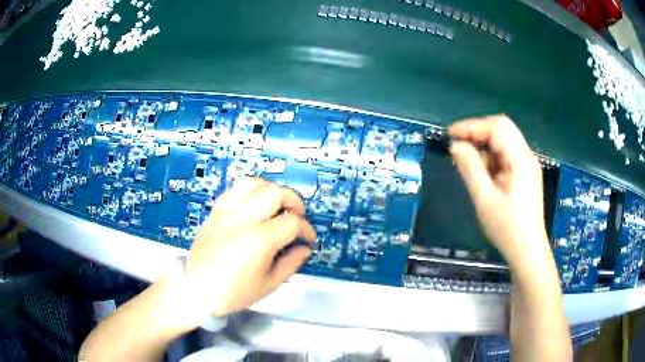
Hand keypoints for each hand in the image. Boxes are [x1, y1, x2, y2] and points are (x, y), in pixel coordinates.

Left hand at [185, 178, 316, 316]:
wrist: (196, 288)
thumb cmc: (232, 292)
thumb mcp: (269, 284)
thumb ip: (292, 263)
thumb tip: (304, 248)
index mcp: (259, 240)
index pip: (293, 222)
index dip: (306, 230)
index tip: (307, 238)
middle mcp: (243, 219)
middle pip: (277, 192)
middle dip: (294, 202)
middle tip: (297, 217)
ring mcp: (227, 211)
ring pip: (256, 183)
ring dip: (273, 191)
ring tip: (277, 206)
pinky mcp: (217, 209)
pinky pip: (237, 188)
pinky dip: (253, 190)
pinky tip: (256, 204)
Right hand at [448, 115, 548, 267]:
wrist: (527, 250)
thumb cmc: (506, 228)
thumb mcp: (484, 199)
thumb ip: (470, 168)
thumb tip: (456, 145)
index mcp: (520, 159)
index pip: (497, 128)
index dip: (472, 126)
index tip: (451, 134)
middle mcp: (527, 156)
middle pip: (503, 128)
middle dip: (478, 132)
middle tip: (459, 143)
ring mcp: (528, 165)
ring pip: (504, 141)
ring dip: (485, 146)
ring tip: (468, 163)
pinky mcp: (525, 174)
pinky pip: (507, 155)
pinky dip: (492, 157)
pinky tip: (482, 173)